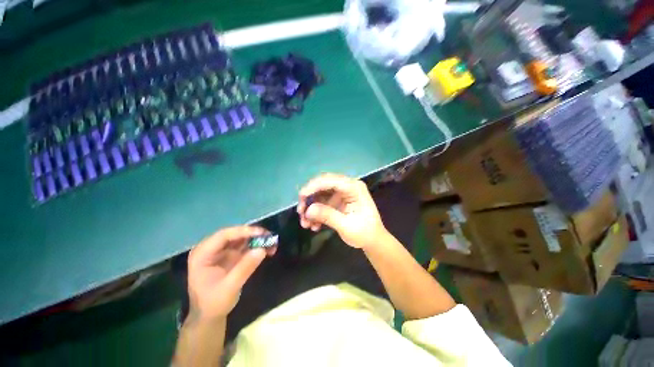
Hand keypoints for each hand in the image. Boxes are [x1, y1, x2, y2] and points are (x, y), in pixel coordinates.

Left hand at [187, 226, 275, 321]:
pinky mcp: (230, 255)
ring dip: (257, 239)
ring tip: (272, 243)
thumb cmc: (213, 303)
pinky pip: (245, 246)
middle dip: (253, 234)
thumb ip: (244, 268)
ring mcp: (221, 251)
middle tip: (270, 237)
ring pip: (242, 238)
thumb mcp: (229, 288)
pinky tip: (268, 250)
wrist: (209, 316)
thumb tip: (262, 249)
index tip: (261, 233)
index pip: (224, 235)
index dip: (243, 231)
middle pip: (234, 234)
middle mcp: (211, 248)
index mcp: (202, 254)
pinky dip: (257, 246)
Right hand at [297, 173, 387, 248]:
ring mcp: (341, 193)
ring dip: (311, 207)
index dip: (314, 186)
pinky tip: (313, 226)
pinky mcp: (337, 201)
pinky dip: (315, 213)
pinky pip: (322, 202)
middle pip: (323, 185)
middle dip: (310, 197)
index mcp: (354, 188)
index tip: (301, 196)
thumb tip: (308, 210)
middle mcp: (347, 186)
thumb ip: (328, 216)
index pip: (332, 180)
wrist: (373, 241)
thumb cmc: (365, 233)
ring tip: (305, 224)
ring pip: (320, 194)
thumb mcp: (347, 226)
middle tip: (300, 212)